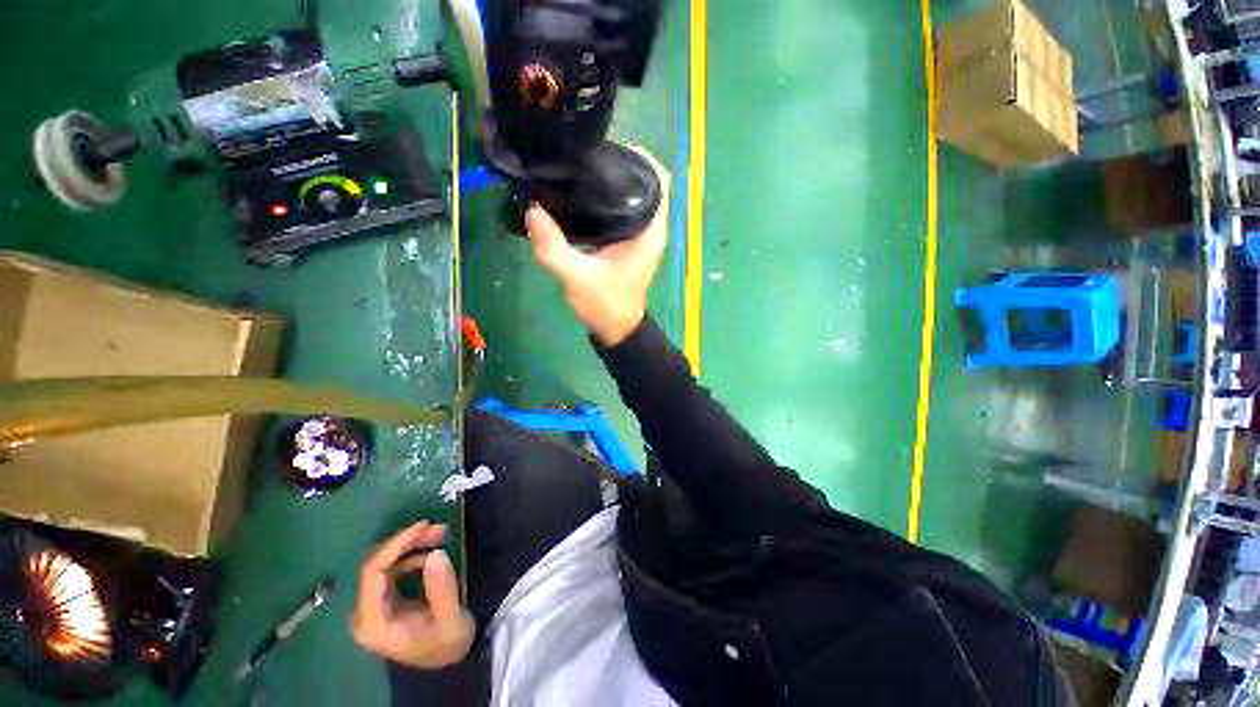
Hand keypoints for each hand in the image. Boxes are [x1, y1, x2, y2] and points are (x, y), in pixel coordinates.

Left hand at [350, 521, 474, 668]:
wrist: (446, 660)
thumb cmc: (447, 643)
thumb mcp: (450, 618)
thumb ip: (442, 588)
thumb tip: (436, 554)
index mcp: (373, 622)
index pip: (373, 573)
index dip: (395, 545)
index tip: (423, 526)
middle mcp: (364, 613)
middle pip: (376, 564)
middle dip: (406, 541)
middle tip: (438, 528)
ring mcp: (372, 606)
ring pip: (383, 563)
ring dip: (410, 545)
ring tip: (440, 534)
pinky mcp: (383, 601)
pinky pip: (391, 569)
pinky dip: (411, 554)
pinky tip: (430, 554)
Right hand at [526, 148, 670, 346]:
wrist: (616, 328)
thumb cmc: (605, 305)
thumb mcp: (577, 278)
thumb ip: (553, 247)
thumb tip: (531, 209)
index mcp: (649, 231)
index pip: (659, 179)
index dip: (639, 157)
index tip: (608, 147)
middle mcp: (650, 227)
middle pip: (645, 180)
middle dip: (620, 163)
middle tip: (586, 155)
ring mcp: (640, 233)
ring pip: (634, 193)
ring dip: (613, 178)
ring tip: (582, 167)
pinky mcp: (628, 240)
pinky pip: (623, 207)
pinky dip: (608, 196)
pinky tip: (582, 193)